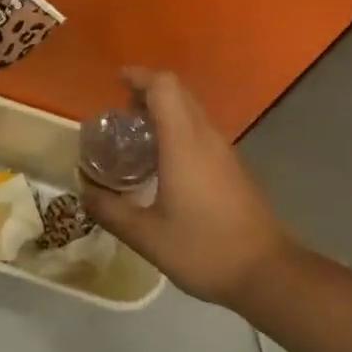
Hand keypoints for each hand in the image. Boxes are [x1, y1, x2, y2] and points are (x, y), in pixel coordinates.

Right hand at [82, 69, 295, 306]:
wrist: (267, 274)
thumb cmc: (204, 249)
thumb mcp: (147, 236)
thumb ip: (110, 211)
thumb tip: (84, 193)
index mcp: (184, 143)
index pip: (164, 87)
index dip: (139, 77)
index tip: (115, 81)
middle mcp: (206, 138)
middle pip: (178, 93)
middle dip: (147, 92)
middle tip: (119, 113)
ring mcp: (224, 152)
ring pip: (191, 112)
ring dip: (163, 112)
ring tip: (135, 137)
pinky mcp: (232, 168)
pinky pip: (200, 132)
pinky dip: (176, 130)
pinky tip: (161, 163)